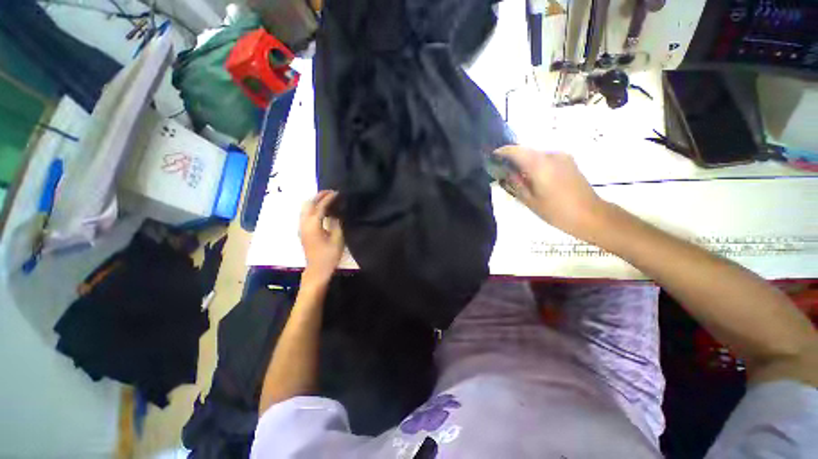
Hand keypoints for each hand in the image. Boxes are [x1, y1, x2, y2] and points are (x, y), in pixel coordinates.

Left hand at [299, 190, 344, 283]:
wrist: (317, 270)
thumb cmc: (329, 256)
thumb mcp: (337, 239)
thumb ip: (336, 223)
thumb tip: (335, 213)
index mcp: (313, 225)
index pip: (320, 206)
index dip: (329, 198)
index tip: (337, 193)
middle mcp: (304, 223)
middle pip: (309, 204)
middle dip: (319, 196)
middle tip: (331, 192)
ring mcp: (301, 227)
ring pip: (305, 208)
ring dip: (315, 201)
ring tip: (327, 199)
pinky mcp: (302, 231)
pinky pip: (305, 214)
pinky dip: (313, 207)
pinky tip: (321, 209)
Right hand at [494, 146, 607, 240]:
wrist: (591, 215)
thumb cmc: (556, 211)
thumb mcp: (530, 200)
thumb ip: (515, 183)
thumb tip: (505, 173)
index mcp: (540, 164)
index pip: (516, 150)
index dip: (502, 152)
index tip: (492, 157)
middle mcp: (551, 155)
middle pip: (526, 150)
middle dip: (512, 158)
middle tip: (502, 170)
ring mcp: (562, 156)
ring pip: (536, 154)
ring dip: (524, 161)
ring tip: (517, 176)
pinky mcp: (568, 161)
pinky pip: (546, 158)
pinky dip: (535, 164)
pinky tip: (533, 177)